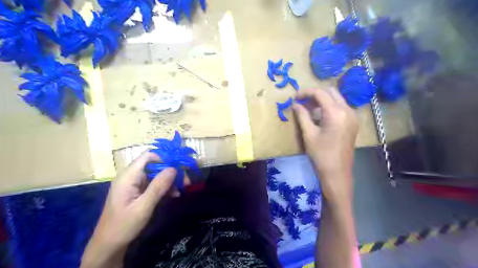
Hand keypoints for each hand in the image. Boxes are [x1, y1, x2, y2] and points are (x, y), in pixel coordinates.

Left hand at [81, 151, 175, 266]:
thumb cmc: (124, 225)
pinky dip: (164, 187)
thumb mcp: (143, 207)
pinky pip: (154, 183)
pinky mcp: (137, 191)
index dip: (165, 158)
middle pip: (155, 165)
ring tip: (182, 188)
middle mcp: (131, 176)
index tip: (179, 166)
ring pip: (156, 174)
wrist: (109, 244)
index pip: (148, 156)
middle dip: (171, 171)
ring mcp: (134, 184)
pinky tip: (174, 194)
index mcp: (128, 176)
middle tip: (185, 181)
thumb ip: (158, 186)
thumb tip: (174, 168)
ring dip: (170, 180)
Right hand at [291, 87, 358, 200]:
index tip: (295, 97)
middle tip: (302, 103)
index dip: (306, 92)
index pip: (320, 93)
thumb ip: (302, 116)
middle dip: (315, 94)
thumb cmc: (321, 155)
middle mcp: (347, 110)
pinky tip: (319, 116)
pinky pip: (340, 107)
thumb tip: (295, 104)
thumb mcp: (309, 134)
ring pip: (336, 99)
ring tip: (308, 109)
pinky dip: (329, 107)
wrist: (337, 173)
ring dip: (322, 100)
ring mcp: (352, 116)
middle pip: (330, 92)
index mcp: (336, 113)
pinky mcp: (352, 123)